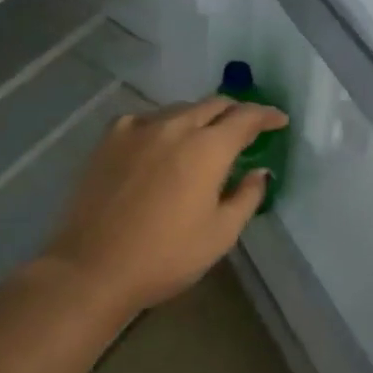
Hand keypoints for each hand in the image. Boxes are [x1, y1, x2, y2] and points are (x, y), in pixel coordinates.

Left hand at [41, 97, 288, 317]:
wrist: (93, 267)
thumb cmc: (166, 256)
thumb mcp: (220, 234)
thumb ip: (246, 197)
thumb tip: (258, 172)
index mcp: (207, 148)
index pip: (245, 117)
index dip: (266, 115)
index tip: (279, 121)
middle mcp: (174, 127)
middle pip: (213, 104)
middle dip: (235, 112)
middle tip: (247, 128)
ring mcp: (137, 129)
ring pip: (179, 109)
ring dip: (200, 117)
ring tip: (205, 137)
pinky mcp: (109, 140)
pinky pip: (146, 119)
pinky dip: (164, 125)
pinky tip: (161, 142)